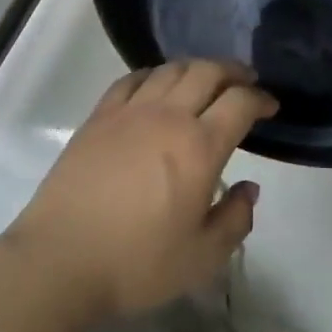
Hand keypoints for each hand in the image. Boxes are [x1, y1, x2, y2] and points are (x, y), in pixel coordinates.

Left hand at [6, 61, 277, 319]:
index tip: (271, 106)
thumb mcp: (202, 257)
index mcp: (199, 147)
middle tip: (246, 81)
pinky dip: (155, 74)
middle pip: (208, 72)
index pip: (240, 102)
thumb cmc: (136, 263)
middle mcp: (168, 116)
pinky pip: (133, 79)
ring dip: (197, 67)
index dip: (261, 98)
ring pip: (171, 69)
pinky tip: (158, 85)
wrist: (60, 260)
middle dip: (234, 71)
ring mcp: (130, 111)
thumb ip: (235, 219)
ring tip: (206, 79)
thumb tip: (249, 188)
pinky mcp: (99, 116)